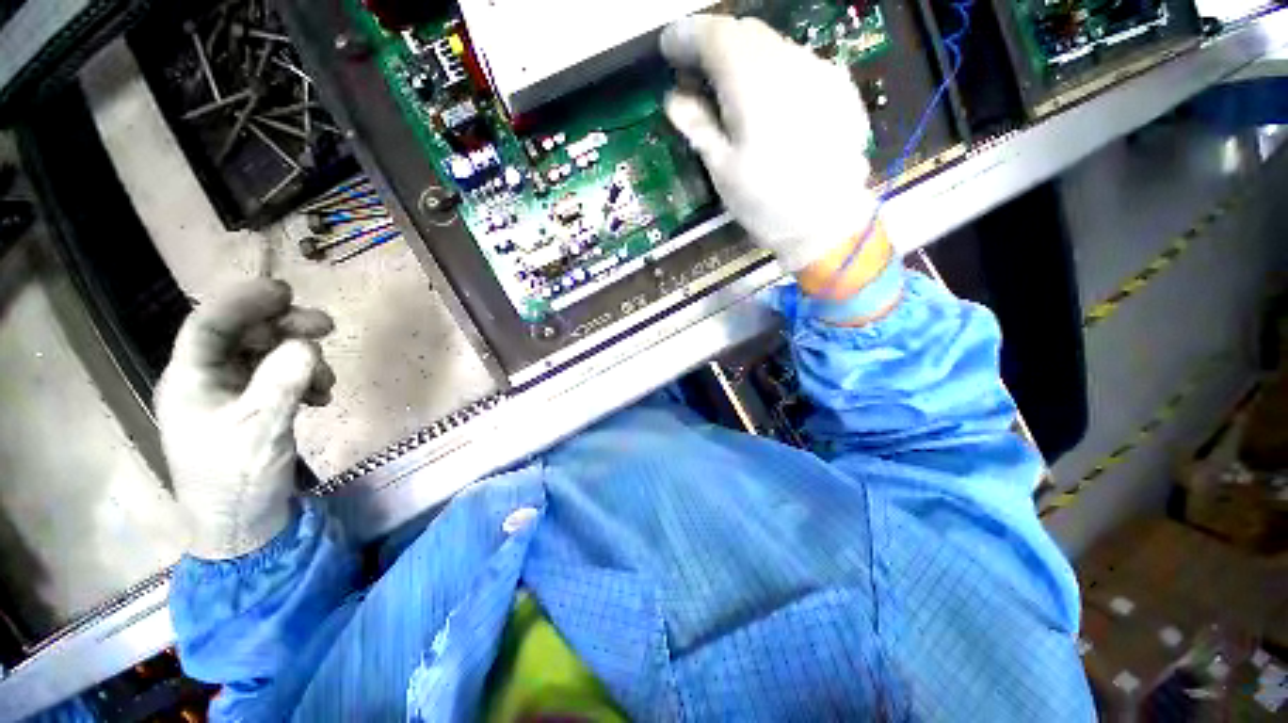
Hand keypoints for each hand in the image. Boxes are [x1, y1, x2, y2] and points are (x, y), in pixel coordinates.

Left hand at [156, 279, 335, 559]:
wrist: (243, 526)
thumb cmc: (238, 478)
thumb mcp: (261, 427)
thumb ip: (282, 381)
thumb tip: (308, 344)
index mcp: (191, 380)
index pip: (209, 324)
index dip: (244, 301)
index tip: (286, 291)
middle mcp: (207, 380)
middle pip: (244, 335)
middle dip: (286, 328)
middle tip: (328, 327)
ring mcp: (230, 396)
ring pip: (267, 356)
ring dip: (302, 359)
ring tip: (327, 382)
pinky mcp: (252, 409)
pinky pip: (280, 379)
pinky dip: (304, 379)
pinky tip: (322, 396)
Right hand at [660, 14, 879, 272]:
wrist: (828, 222)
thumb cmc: (768, 204)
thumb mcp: (724, 172)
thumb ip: (699, 128)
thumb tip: (675, 100)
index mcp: (754, 85)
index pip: (715, 35)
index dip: (687, 36)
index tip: (668, 48)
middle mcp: (789, 64)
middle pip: (745, 32)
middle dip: (715, 46)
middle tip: (696, 75)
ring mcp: (819, 72)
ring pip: (773, 46)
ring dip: (745, 59)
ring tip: (731, 93)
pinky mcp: (838, 87)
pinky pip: (797, 64)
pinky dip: (773, 73)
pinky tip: (770, 105)